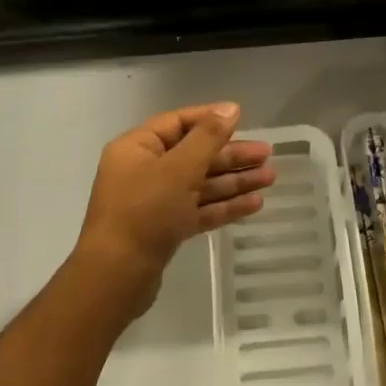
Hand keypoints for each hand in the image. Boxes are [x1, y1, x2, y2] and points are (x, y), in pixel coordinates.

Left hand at [73, 102, 274, 319]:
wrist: (116, 276)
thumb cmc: (145, 212)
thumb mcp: (179, 169)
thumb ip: (208, 137)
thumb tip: (231, 108)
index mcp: (137, 148)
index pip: (178, 123)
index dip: (211, 119)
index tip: (244, 118)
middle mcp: (144, 170)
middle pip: (194, 154)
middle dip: (231, 155)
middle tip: (267, 155)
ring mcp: (154, 201)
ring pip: (200, 183)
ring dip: (233, 181)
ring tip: (269, 178)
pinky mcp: (165, 229)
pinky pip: (198, 209)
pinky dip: (224, 205)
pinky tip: (254, 204)